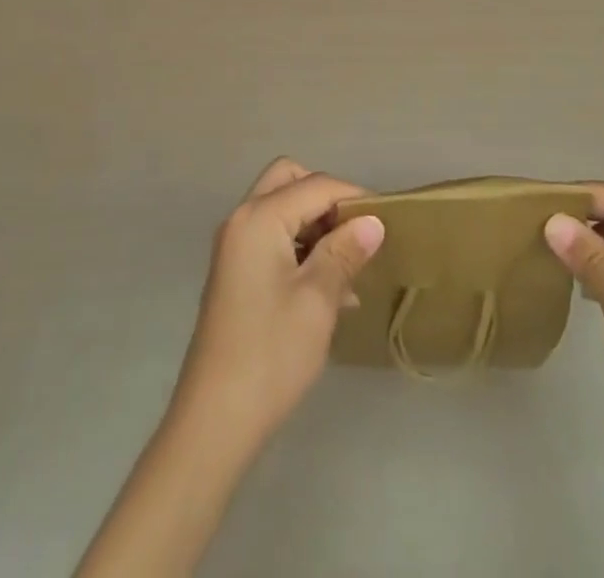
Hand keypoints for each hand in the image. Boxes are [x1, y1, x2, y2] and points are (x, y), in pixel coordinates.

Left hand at [172, 158, 384, 444]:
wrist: (214, 421)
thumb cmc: (271, 354)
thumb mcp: (318, 300)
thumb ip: (345, 252)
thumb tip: (373, 220)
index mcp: (259, 217)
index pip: (316, 185)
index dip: (354, 197)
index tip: (388, 218)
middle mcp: (242, 219)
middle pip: (290, 181)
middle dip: (326, 197)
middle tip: (357, 232)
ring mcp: (235, 246)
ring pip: (282, 209)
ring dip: (316, 225)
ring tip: (351, 266)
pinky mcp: (236, 272)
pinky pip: (274, 237)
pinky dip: (301, 247)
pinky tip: (331, 289)